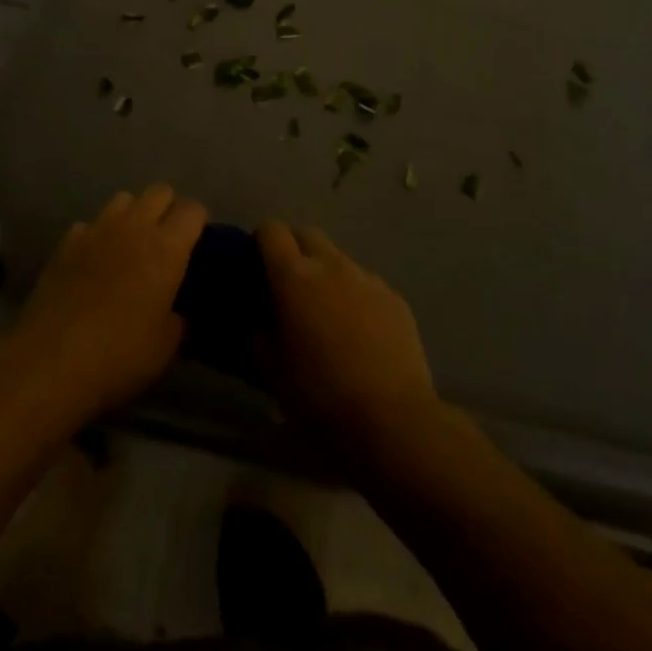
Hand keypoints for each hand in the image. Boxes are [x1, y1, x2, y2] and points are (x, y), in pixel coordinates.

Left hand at [8, 185, 206, 422]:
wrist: (51, 360)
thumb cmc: (120, 353)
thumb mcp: (165, 346)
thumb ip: (179, 319)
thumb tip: (178, 310)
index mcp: (166, 248)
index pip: (193, 209)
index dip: (198, 222)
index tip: (197, 244)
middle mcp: (134, 227)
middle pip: (160, 191)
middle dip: (168, 209)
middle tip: (166, 241)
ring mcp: (97, 229)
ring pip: (124, 198)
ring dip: (133, 215)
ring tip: (130, 244)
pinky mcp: (66, 242)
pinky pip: (90, 224)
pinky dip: (97, 235)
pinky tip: (94, 261)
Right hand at [257, 223, 438, 441]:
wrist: (392, 420)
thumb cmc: (320, 396)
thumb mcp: (271, 369)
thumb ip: (259, 330)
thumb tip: (261, 312)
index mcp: (294, 276)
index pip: (271, 230)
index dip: (261, 242)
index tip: (257, 265)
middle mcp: (331, 264)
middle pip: (307, 234)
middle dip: (294, 250)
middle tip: (289, 286)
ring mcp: (367, 278)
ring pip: (338, 259)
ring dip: (326, 274)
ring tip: (327, 313)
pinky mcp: (394, 297)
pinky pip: (366, 284)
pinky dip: (355, 296)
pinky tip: (359, 333)